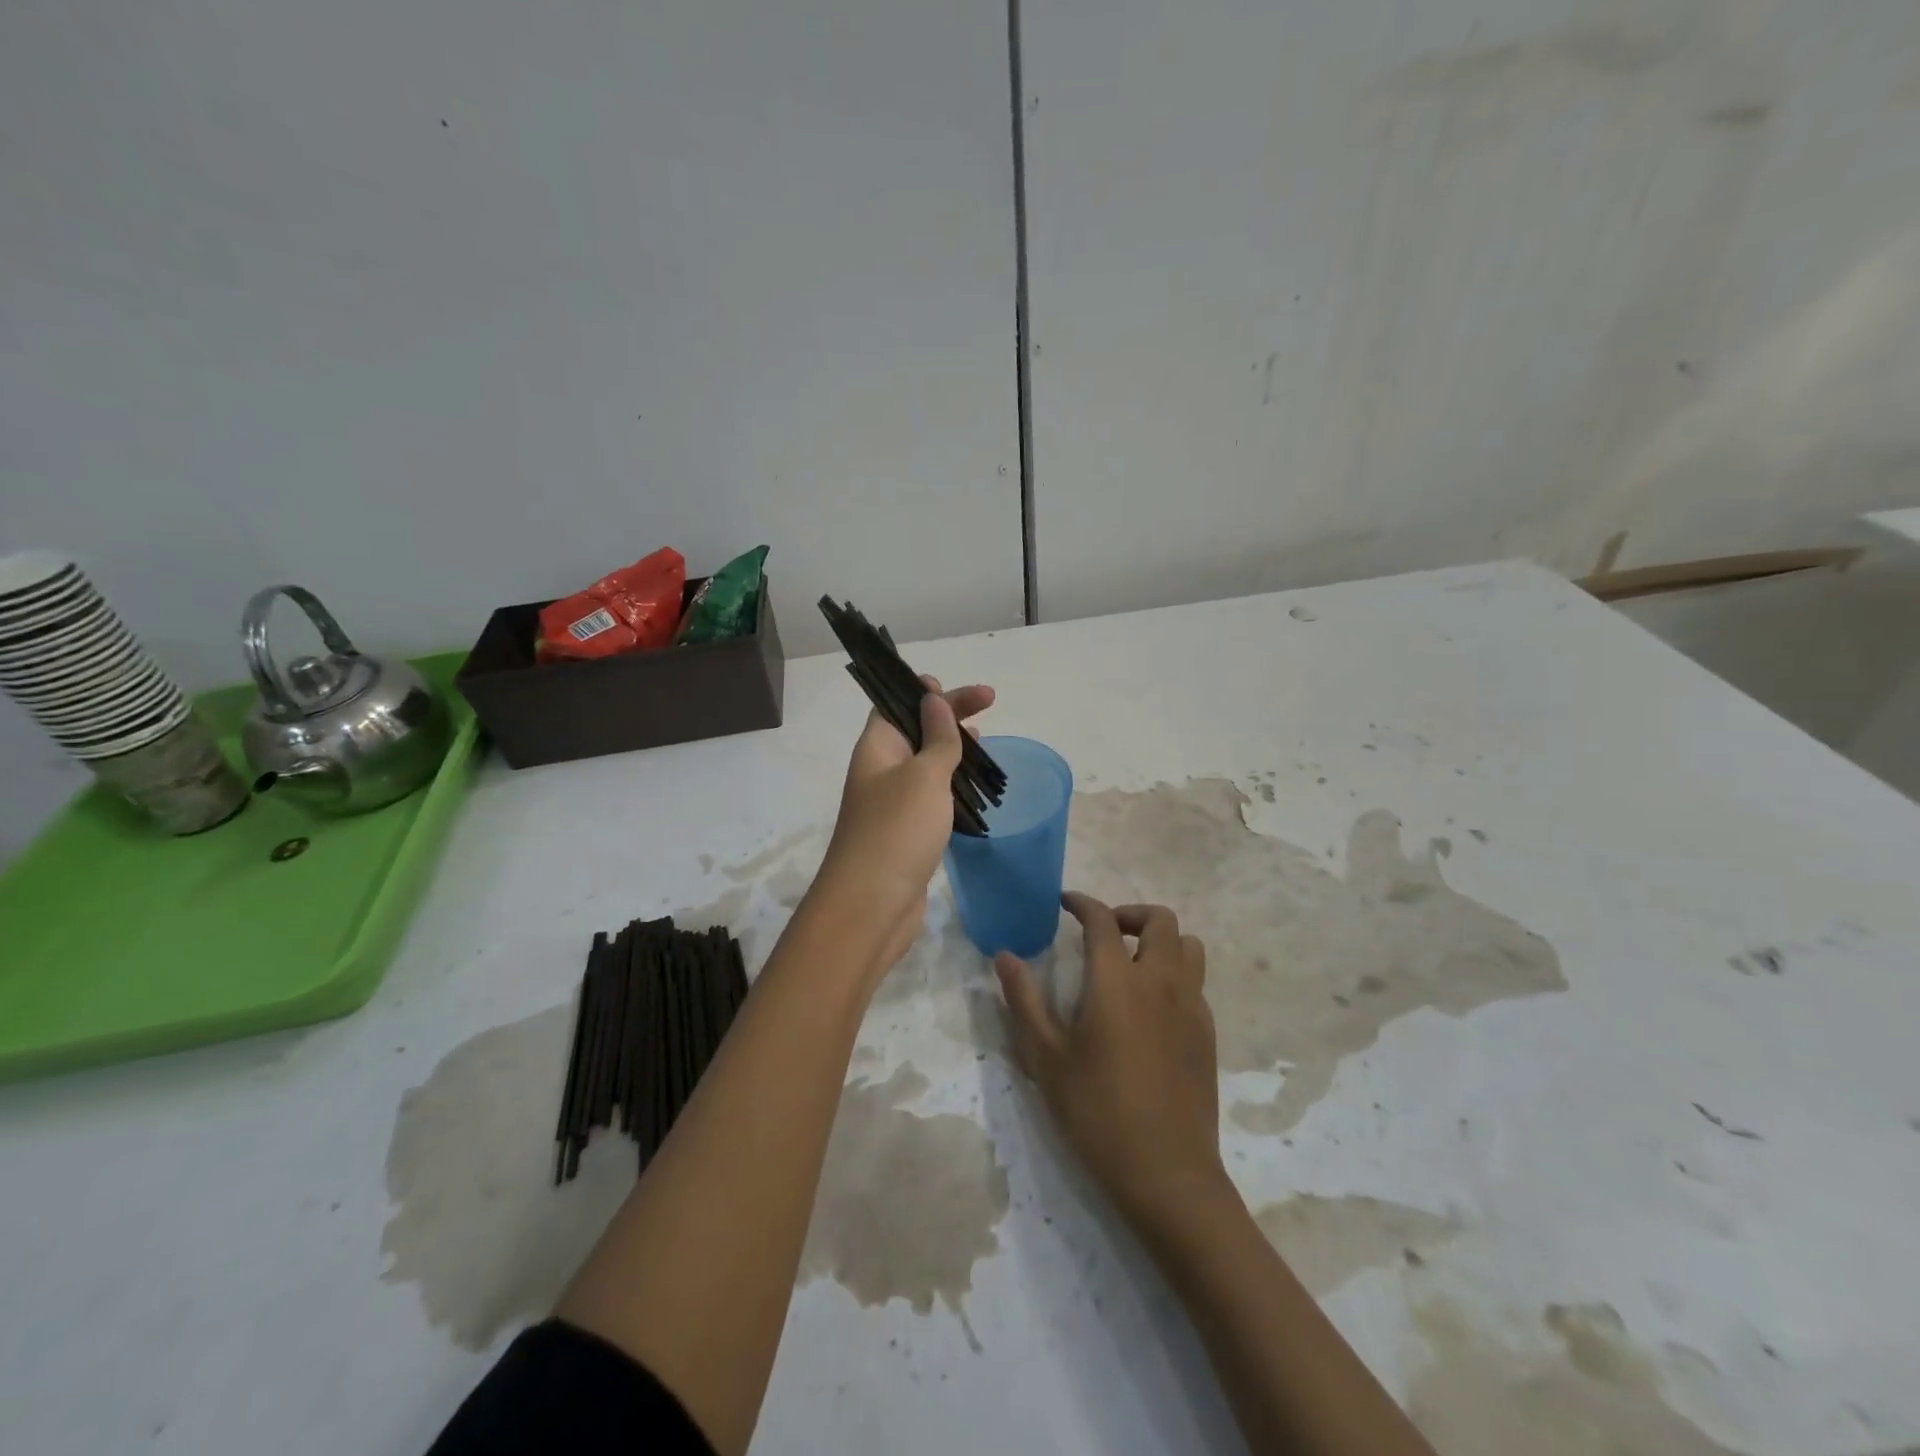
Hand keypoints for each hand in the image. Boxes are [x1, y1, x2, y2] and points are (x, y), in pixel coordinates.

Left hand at [811, 676, 994, 971]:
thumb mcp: (923, 775)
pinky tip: (974, 792)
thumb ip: (936, 738)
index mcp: (877, 748)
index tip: (962, 689)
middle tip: (990, 707)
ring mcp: (893, 804)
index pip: (897, 704)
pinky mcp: (907, 834)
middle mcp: (881, 771)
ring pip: (925, 766)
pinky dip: (952, 788)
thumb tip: (933, 700)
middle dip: (949, 717)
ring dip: (953, 753)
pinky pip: (932, 798)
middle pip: (915, 731)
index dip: (925, 691)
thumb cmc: (897, 830)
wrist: (872, 906)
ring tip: (985, 746)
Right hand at [996, 894, 1226, 1233]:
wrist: (1167, 1174)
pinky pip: (1196, 980)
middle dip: (1129, 913)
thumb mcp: (1046, 1058)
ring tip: (1132, 962)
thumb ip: (1024, 1000)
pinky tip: (1152, 1006)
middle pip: (1159, 918)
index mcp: (1117, 981)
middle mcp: (1160, 981)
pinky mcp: (1208, 1032)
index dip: (1082, 903)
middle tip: (1103, 933)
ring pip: (1187, 945)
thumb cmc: (1097, 1112)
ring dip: (1160, 940)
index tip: (1065, 903)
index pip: (1102, 919)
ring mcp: (1191, 1005)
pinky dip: (1174, 972)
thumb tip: (1004, 956)